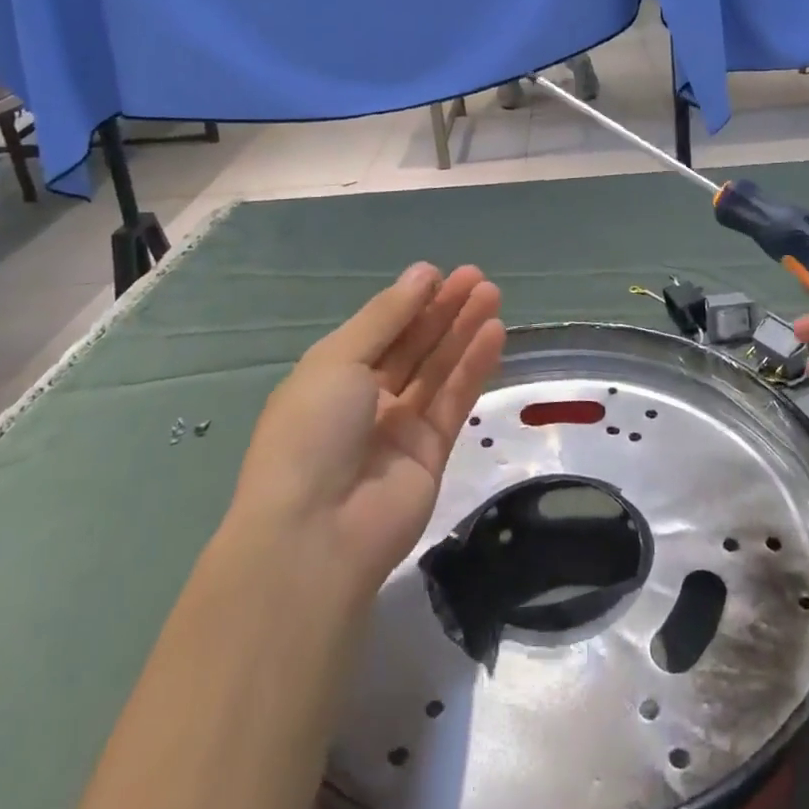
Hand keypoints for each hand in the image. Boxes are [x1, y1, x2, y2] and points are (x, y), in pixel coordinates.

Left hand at [228, 263, 505, 598]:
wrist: (315, 535)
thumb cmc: (313, 431)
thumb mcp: (339, 359)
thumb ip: (387, 316)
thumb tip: (422, 273)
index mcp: (333, 375)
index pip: (380, 328)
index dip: (410, 300)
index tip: (441, 273)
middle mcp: (367, 398)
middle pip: (413, 344)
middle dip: (444, 309)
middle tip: (478, 278)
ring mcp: (400, 427)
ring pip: (438, 369)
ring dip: (464, 331)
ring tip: (492, 296)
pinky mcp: (431, 454)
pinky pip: (455, 401)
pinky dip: (474, 368)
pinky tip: (494, 335)